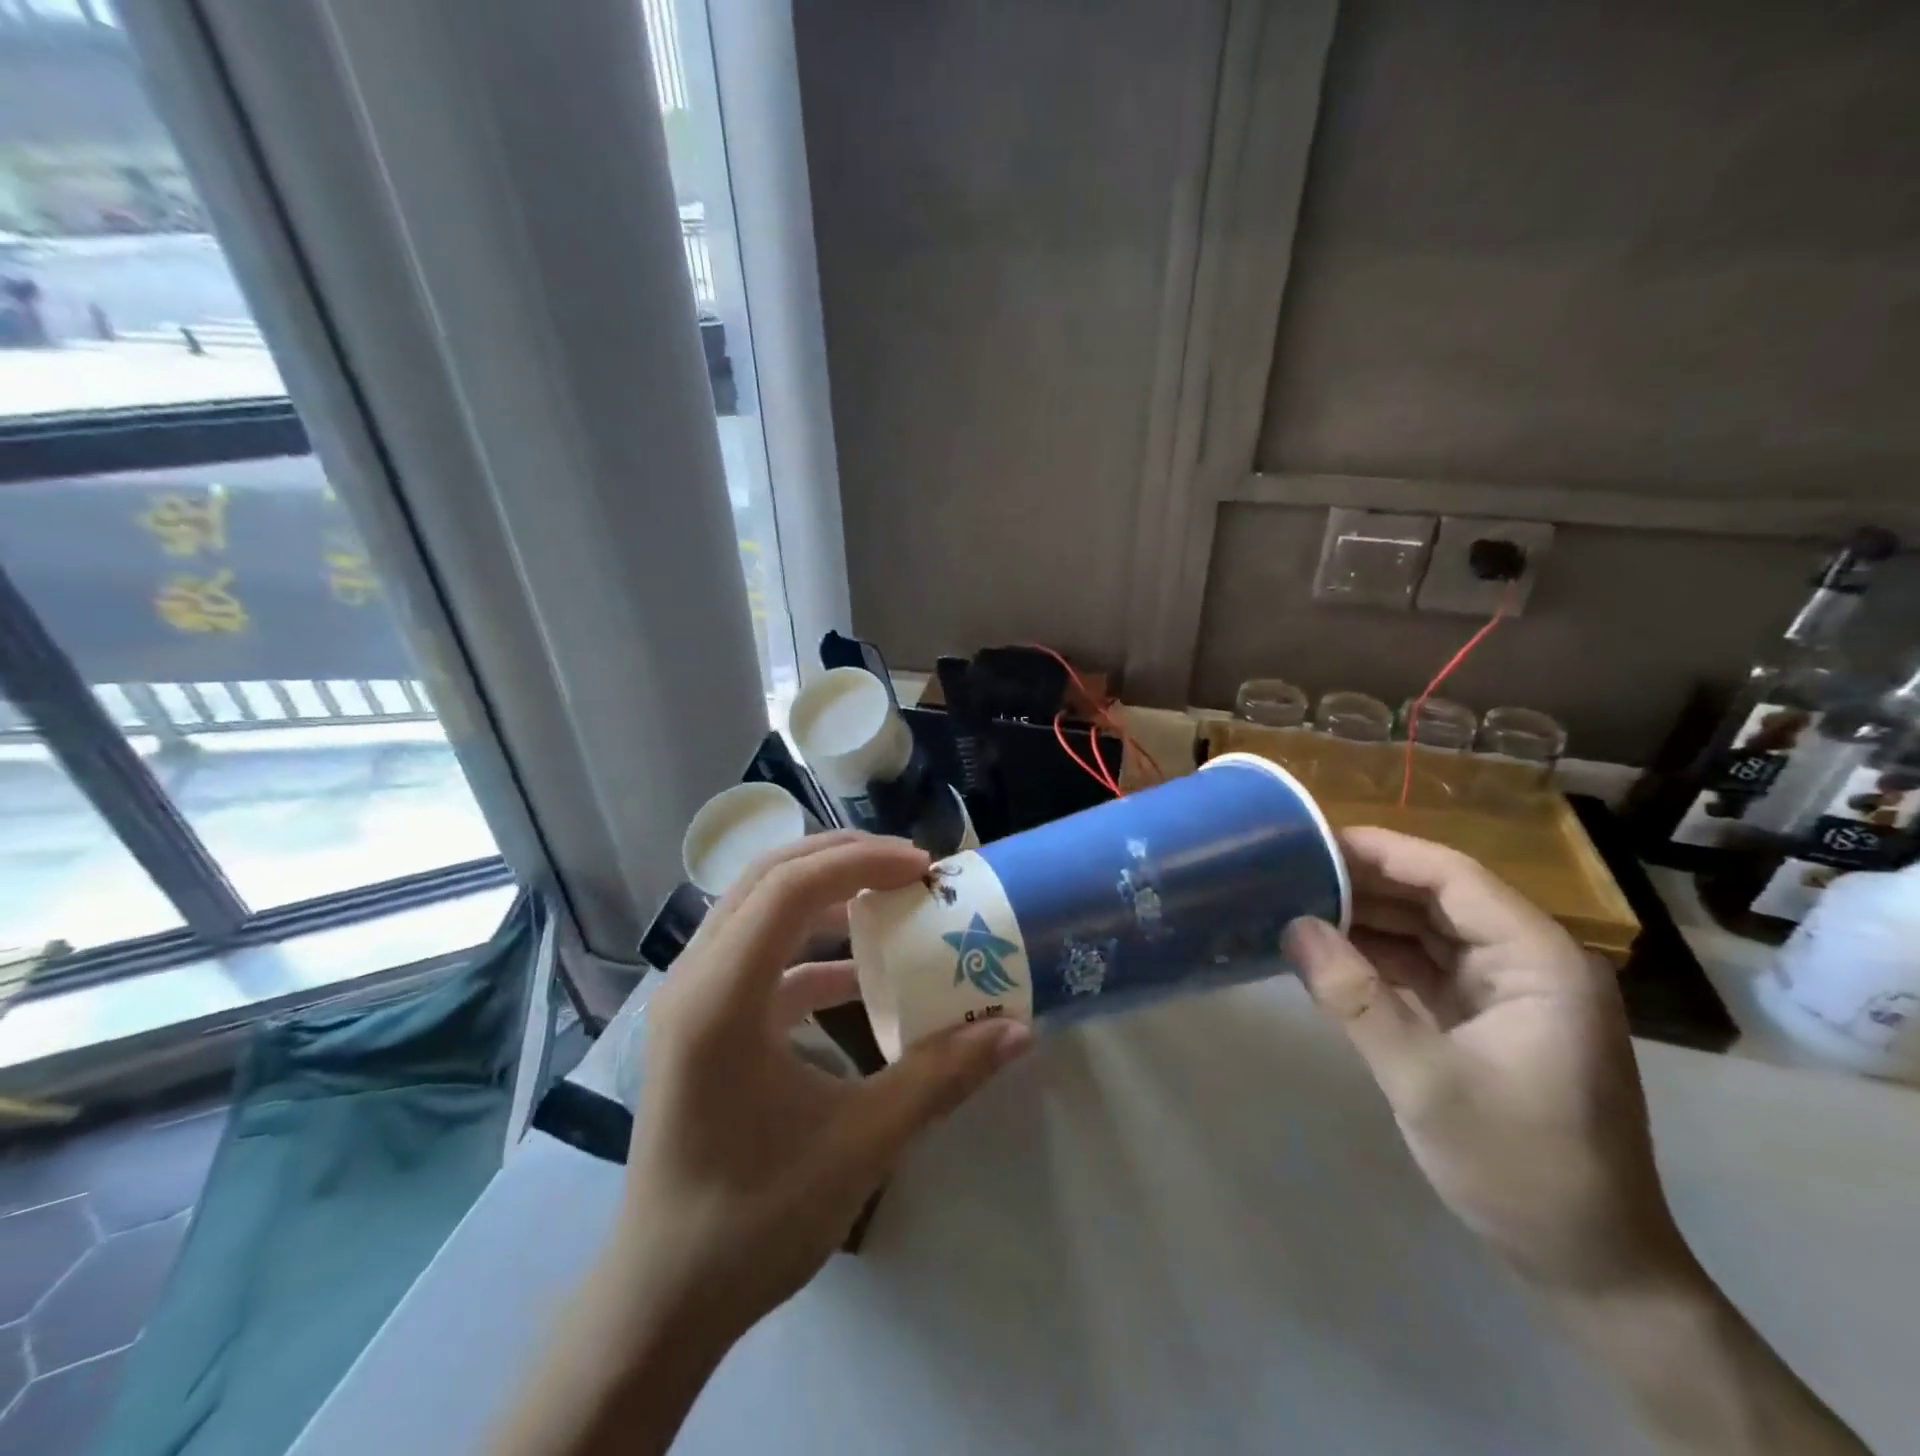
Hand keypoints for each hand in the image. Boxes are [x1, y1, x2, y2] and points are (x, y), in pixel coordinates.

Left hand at [616, 831, 1032, 1353]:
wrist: (662, 1302)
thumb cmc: (755, 1220)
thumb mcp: (861, 1143)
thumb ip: (941, 1077)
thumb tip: (1015, 1030)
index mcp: (721, 998)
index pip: (791, 888)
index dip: (862, 862)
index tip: (924, 869)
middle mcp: (694, 980)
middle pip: (768, 878)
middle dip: (842, 859)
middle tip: (909, 868)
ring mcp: (690, 1001)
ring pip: (756, 909)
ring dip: (822, 895)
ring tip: (887, 899)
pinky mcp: (699, 1025)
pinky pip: (755, 957)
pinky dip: (806, 949)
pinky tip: (854, 976)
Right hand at [1285, 827, 1688, 1291]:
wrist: (1588, 1267)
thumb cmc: (1520, 1168)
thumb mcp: (1426, 1082)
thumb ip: (1355, 998)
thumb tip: (1292, 926)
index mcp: (1538, 960)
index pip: (1451, 876)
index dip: (1380, 851)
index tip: (1311, 840)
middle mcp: (1527, 960)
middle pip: (1435, 895)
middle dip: (1363, 882)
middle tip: (1288, 871)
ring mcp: (1505, 989)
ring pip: (1424, 928)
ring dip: (1364, 917)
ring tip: (1293, 902)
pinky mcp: (1482, 1016)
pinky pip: (1420, 965)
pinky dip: (1374, 955)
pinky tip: (1324, 950)